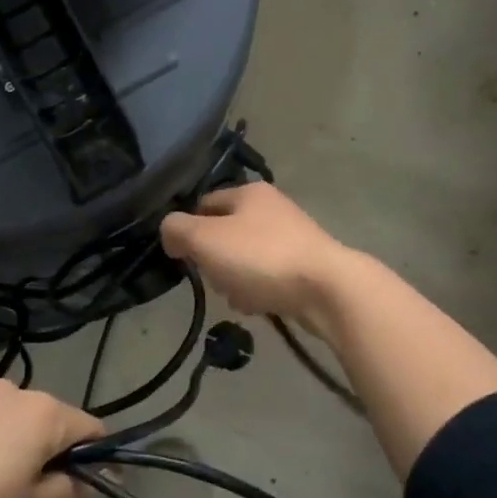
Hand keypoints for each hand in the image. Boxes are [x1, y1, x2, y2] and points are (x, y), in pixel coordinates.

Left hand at [0, 363, 103, 497]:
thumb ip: (61, 491)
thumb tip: (82, 481)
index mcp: (41, 415)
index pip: (87, 428)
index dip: (95, 456)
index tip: (90, 485)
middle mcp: (7, 390)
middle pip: (41, 416)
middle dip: (43, 446)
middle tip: (26, 491)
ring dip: (0, 430)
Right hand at [160, 182, 353, 330]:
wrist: (327, 289)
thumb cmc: (261, 258)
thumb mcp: (206, 239)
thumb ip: (178, 230)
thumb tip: (169, 232)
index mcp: (249, 192)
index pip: (204, 203)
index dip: (188, 228)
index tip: (183, 255)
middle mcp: (273, 208)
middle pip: (225, 233)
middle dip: (214, 259)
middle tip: (214, 277)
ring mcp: (293, 237)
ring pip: (245, 258)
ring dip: (235, 279)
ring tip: (238, 296)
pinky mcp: (306, 266)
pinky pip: (268, 277)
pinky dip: (259, 290)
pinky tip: (259, 305)